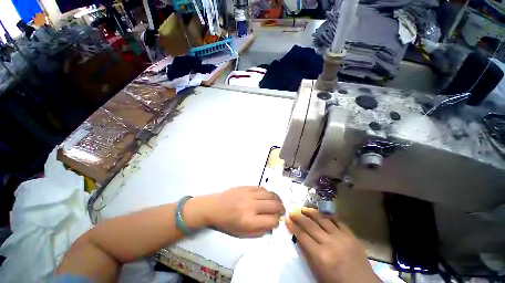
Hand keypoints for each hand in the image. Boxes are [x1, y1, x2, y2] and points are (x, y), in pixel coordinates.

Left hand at [202, 186, 284, 236]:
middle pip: (274, 205)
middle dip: (281, 209)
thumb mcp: (241, 234)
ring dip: (277, 199)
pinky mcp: (247, 187)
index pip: (271, 221)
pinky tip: (268, 196)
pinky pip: (262, 188)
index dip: (277, 222)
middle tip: (282, 211)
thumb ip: (258, 231)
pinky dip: (268, 192)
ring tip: (278, 202)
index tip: (276, 222)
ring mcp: (249, 194)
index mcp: (249, 221)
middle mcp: (251, 206)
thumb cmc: (226, 223)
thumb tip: (271, 225)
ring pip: (270, 195)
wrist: (214, 207)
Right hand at [286, 208, 381, 282]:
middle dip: (298, 216)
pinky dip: (328, 215)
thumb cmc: (337, 282)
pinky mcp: (351, 235)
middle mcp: (330, 243)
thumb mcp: (318, 272)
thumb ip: (308, 254)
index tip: (287, 219)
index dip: (293, 226)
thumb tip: (299, 238)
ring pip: (322, 219)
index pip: (302, 236)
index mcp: (321, 256)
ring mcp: (342, 237)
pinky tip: (321, 212)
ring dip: (311, 212)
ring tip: (303, 208)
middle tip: (292, 211)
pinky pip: (337, 220)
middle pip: (310, 225)